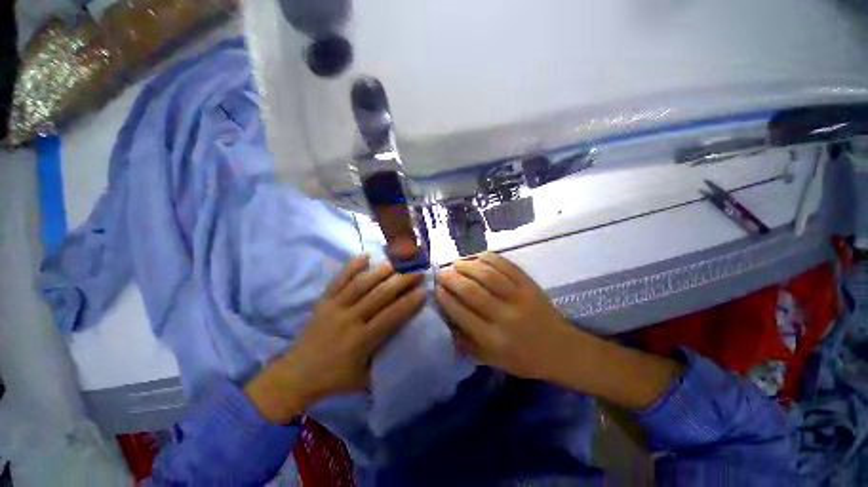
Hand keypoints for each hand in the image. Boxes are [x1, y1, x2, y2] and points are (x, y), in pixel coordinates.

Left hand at [245, 255, 425, 422]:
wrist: (294, 375)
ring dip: (380, 271)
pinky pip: (338, 280)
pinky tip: (365, 255)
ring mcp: (335, 307)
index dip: (408, 303)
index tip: (423, 291)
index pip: (390, 316)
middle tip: (417, 271)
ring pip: (361, 284)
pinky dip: (351, 266)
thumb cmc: (334, 379)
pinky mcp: (323, 301)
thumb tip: (405, 348)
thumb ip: (384, 362)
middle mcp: (350, 319)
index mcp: (361, 340)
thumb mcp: (364, 379)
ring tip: (397, 261)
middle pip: (380, 295)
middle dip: (401, 282)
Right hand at [436, 252, 681, 409]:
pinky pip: (506, 266)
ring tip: (456, 263)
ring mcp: (520, 297)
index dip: (445, 298)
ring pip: (487, 275)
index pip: (461, 313)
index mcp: (494, 339)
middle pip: (472, 291)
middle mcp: (505, 317)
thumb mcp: (493, 360)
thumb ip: (467, 343)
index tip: (435, 288)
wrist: (562, 350)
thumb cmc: (524, 359)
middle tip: (441, 272)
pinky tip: (478, 257)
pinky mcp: (530, 285)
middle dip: (451, 278)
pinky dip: (489, 258)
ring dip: (467, 265)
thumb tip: (446, 320)